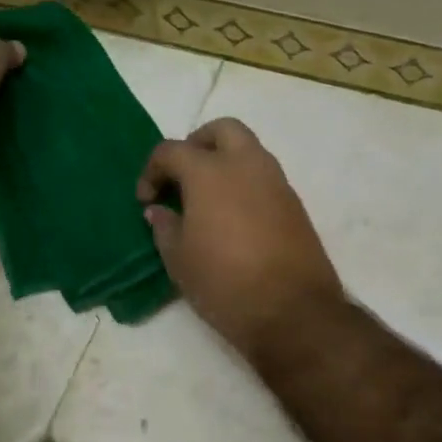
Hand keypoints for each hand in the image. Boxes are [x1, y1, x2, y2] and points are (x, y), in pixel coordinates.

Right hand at [137, 118, 343, 359]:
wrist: (292, 311)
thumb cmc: (224, 283)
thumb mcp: (179, 260)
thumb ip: (165, 227)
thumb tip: (159, 210)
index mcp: (210, 172)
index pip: (172, 150)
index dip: (152, 171)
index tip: (146, 200)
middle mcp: (247, 165)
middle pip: (221, 130)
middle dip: (197, 144)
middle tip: (182, 177)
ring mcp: (276, 182)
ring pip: (248, 151)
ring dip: (225, 163)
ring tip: (207, 201)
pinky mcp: (295, 204)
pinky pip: (265, 177)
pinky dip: (245, 184)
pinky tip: (234, 218)